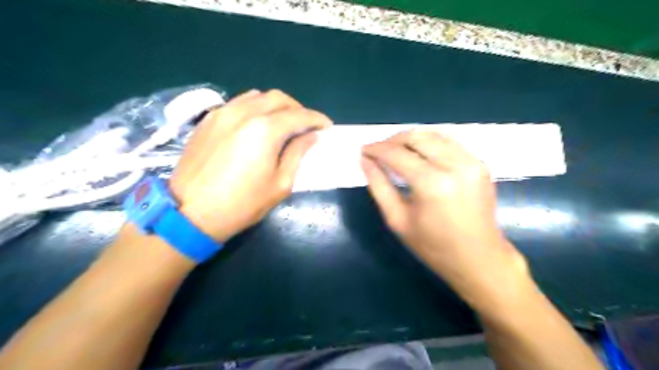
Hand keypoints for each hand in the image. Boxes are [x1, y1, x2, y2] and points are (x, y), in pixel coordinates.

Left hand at [169, 90, 332, 244]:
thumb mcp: (280, 184)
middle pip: (279, 98)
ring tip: (283, 123)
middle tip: (306, 125)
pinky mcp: (208, 120)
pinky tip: (257, 124)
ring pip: (257, 96)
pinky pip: (238, 103)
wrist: (190, 213)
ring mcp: (223, 113)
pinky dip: (255, 108)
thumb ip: (297, 154)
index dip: (317, 119)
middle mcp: (244, 113)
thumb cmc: (242, 204)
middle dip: (298, 108)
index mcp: (265, 130)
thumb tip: (311, 136)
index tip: (326, 126)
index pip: (299, 115)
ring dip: (276, 105)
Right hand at [363, 130, 531, 308]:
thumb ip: (379, 186)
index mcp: (432, 184)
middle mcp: (454, 165)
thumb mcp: (397, 219)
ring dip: (410, 139)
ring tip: (395, 151)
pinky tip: (418, 154)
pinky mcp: (480, 163)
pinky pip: (448, 141)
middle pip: (416, 136)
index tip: (363, 150)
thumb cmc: (433, 246)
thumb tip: (365, 160)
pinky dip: (429, 143)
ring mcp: (471, 161)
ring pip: (433, 134)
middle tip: (378, 151)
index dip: (376, 149)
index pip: (397, 154)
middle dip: (392, 140)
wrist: (479, 259)